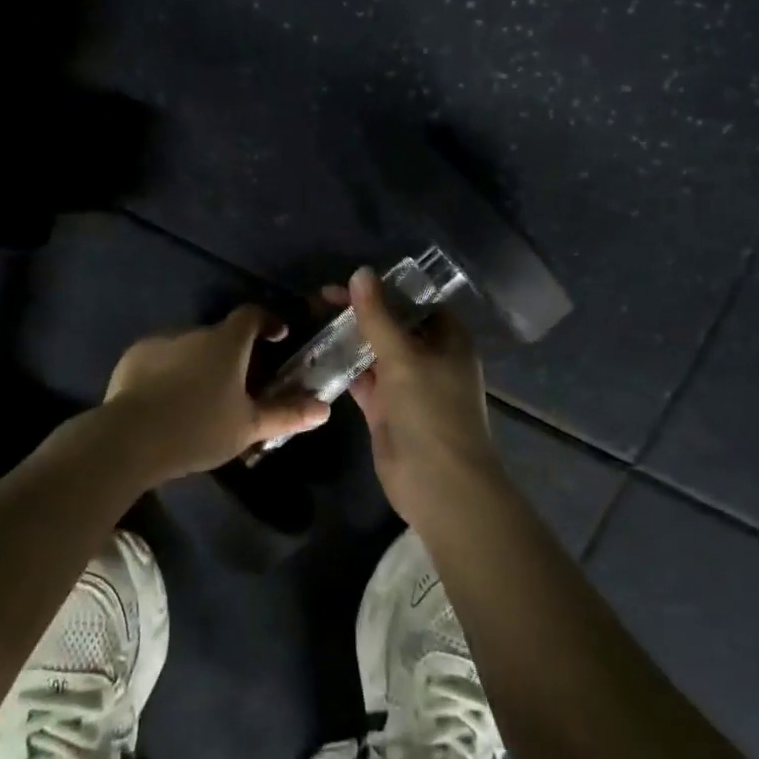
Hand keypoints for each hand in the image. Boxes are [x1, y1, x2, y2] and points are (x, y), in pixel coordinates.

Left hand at [104, 306, 331, 480]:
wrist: (129, 439)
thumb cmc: (198, 428)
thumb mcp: (248, 427)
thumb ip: (287, 414)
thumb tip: (325, 408)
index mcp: (226, 342)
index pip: (252, 314)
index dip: (267, 322)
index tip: (277, 336)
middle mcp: (194, 331)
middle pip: (219, 335)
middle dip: (231, 354)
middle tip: (237, 385)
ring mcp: (160, 341)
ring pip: (188, 347)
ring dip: (198, 363)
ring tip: (198, 398)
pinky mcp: (133, 357)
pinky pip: (160, 358)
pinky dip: (169, 372)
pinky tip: (166, 401)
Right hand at [332, 266, 501, 528]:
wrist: (440, 486)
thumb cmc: (431, 411)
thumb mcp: (404, 357)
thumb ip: (378, 316)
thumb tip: (360, 272)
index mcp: (447, 338)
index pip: (414, 301)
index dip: (383, 288)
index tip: (347, 280)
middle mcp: (429, 356)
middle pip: (391, 324)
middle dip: (359, 312)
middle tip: (318, 300)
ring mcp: (407, 384)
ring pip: (374, 352)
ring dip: (348, 338)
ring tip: (311, 319)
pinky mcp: (387, 409)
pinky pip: (363, 380)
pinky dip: (343, 368)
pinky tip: (316, 354)